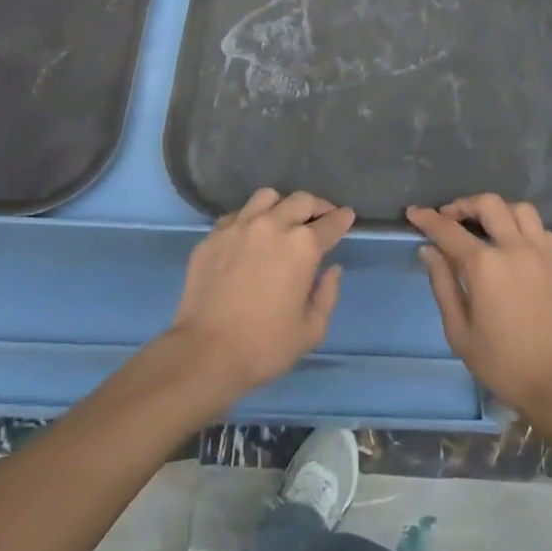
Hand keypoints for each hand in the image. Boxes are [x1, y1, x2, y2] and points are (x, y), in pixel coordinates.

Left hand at [169, 189, 353, 402]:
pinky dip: (249, 219)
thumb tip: (332, 270)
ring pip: (266, 197)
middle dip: (316, 206)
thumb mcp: (311, 330)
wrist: (205, 352)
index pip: (330, 223)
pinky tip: (249, 236)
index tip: (346, 216)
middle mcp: (272, 225)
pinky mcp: (213, 236)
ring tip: (282, 219)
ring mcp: (239, 226)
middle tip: (320, 217)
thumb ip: (327, 295)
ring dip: (281, 205)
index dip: (342, 219)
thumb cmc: (264, 346)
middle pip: (301, 200)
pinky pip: (237, 215)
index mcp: (302, 246)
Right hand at [407, 194, 551, 417]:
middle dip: (464, 204)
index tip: (414, 212)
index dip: (428, 219)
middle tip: (450, 217)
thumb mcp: (460, 333)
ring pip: (520, 210)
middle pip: (489, 204)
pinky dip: (526, 230)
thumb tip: (429, 251)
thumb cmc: (504, 365)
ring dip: (499, 210)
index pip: (448, 231)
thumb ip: (443, 285)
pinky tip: (518, 246)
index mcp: (485, 266)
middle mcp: (514, 249)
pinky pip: (543, 231)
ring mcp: (543, 253)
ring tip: (487, 225)